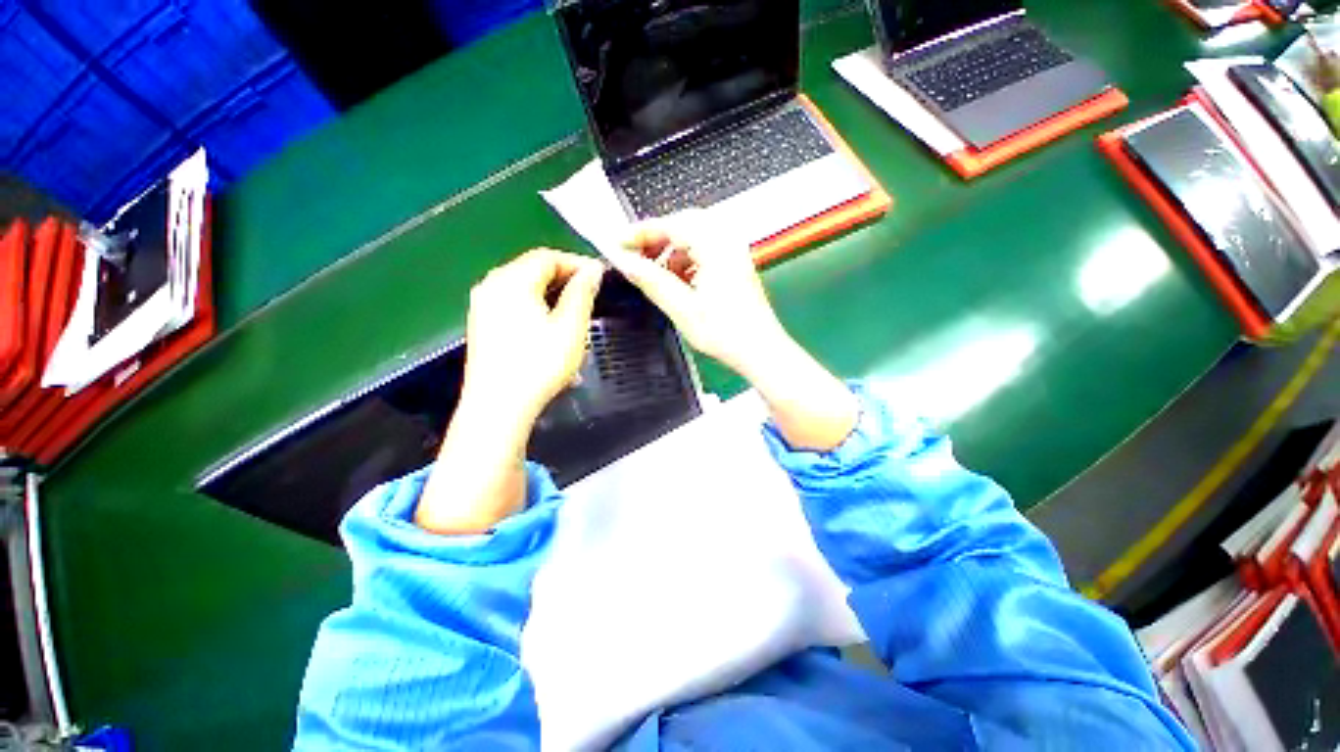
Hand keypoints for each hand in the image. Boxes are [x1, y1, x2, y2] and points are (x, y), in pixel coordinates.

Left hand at [461, 248, 604, 423]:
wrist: (498, 407)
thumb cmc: (539, 365)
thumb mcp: (570, 328)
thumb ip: (582, 293)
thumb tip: (593, 269)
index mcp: (512, 281)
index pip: (547, 257)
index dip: (576, 263)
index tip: (600, 277)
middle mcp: (491, 286)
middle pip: (532, 269)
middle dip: (564, 278)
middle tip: (591, 294)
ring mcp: (482, 306)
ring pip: (523, 288)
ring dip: (552, 294)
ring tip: (575, 311)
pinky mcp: (482, 325)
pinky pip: (513, 304)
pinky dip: (536, 307)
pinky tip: (551, 328)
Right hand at [608, 212, 857, 450]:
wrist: (760, 351)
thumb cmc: (726, 333)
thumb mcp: (681, 308)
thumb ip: (651, 280)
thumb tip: (624, 261)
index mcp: (715, 245)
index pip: (670, 225)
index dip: (639, 233)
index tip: (617, 244)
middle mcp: (727, 241)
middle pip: (683, 225)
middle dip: (656, 240)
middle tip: (634, 257)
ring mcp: (734, 252)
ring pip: (693, 238)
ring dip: (671, 252)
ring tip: (655, 274)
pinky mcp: (735, 265)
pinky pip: (704, 252)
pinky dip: (685, 261)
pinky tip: (677, 282)